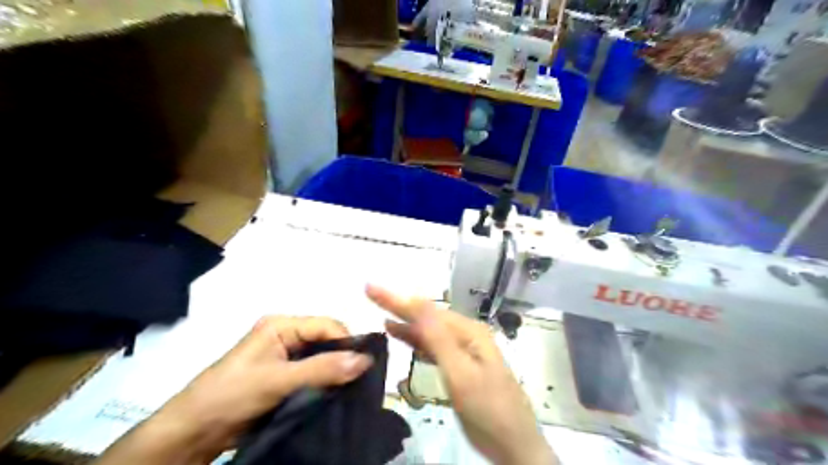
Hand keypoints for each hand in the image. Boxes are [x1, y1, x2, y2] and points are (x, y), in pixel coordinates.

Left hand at [92, 315, 371, 463]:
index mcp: (281, 325)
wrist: (192, 432)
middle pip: (325, 340)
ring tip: (353, 387)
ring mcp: (284, 356)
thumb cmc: (231, 395)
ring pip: (321, 358)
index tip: (365, 365)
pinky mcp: (283, 376)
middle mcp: (285, 335)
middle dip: (342, 357)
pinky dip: (325, 383)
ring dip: (334, 371)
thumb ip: (322, 369)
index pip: (326, 325)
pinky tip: (336, 393)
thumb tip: (366, 360)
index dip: (347, 341)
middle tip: (361, 378)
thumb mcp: (278, 380)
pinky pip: (313, 374)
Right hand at [367, 283, 554, 464]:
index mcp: (468, 331)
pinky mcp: (461, 366)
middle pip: (428, 317)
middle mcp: (467, 335)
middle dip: (400, 307)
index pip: (427, 310)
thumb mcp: (460, 372)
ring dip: (407, 324)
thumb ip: (437, 338)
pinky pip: (435, 347)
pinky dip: (418, 342)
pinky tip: (405, 340)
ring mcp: (465, 350)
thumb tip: (416, 301)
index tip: (372, 288)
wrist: (513, 444)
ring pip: (430, 332)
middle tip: (372, 295)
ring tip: (383, 318)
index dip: (398, 299)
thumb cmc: (487, 408)